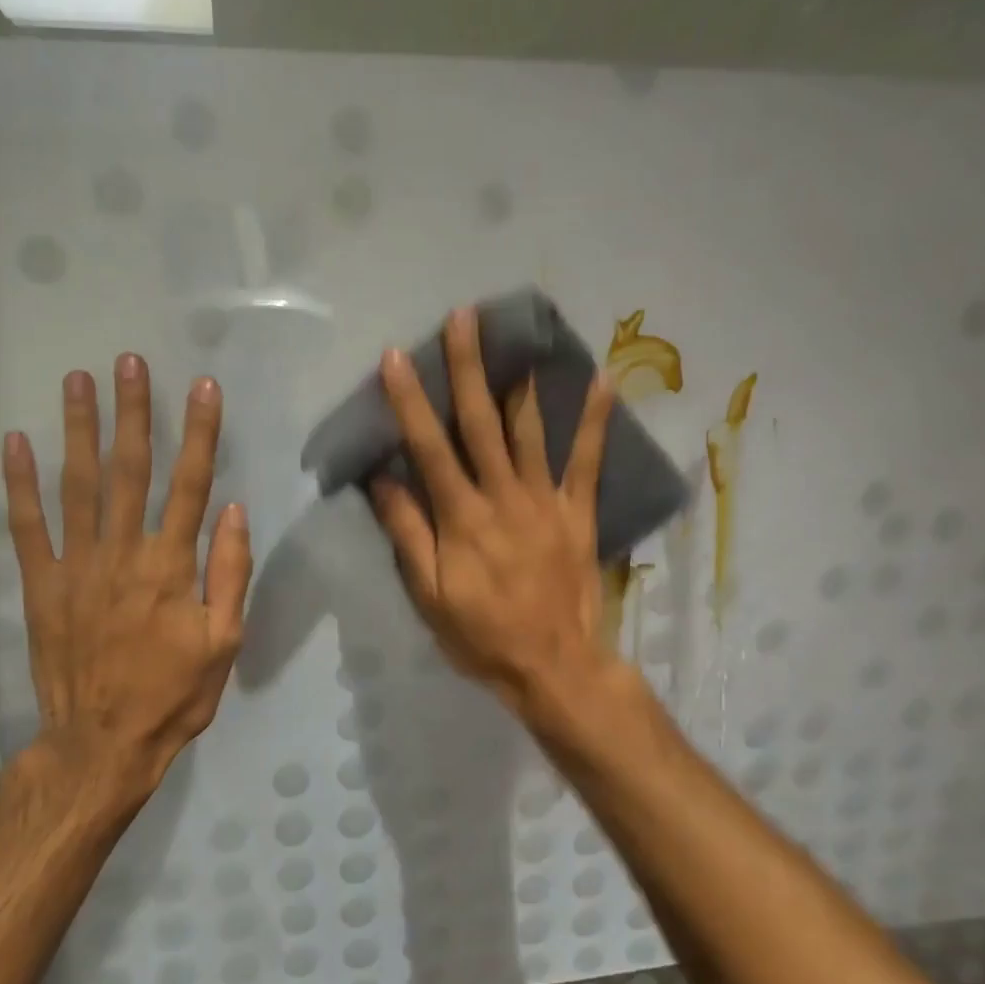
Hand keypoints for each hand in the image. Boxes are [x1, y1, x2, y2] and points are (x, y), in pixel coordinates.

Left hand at [3, 354, 251, 802]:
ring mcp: (76, 566)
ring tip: (77, 381)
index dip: (199, 433)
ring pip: (77, 485)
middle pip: (129, 470)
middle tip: (128, 362)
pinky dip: (20, 484)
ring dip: (78, 430)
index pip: (189, 484)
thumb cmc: (174, 695)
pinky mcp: (41, 585)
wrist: (103, 743)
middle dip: (132, 412)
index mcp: (171, 566)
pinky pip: (27, 527)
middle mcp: (122, 553)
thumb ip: (229, 572)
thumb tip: (232, 509)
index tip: (203, 388)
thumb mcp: (224, 642)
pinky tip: (16, 443)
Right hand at [369, 307, 618, 716]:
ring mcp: (545, 501)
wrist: (554, 665)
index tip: (397, 357)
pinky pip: (588, 461)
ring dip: (520, 382)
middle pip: (481, 424)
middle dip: (469, 369)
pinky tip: (602, 379)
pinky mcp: (578, 513)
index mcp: (462, 518)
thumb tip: (381, 479)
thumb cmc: (481, 635)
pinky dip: (595, 420)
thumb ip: (407, 533)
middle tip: (463, 318)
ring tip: (518, 337)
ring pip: (529, 432)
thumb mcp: (429, 594)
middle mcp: (503, 496)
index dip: (411, 402)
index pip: (430, 448)